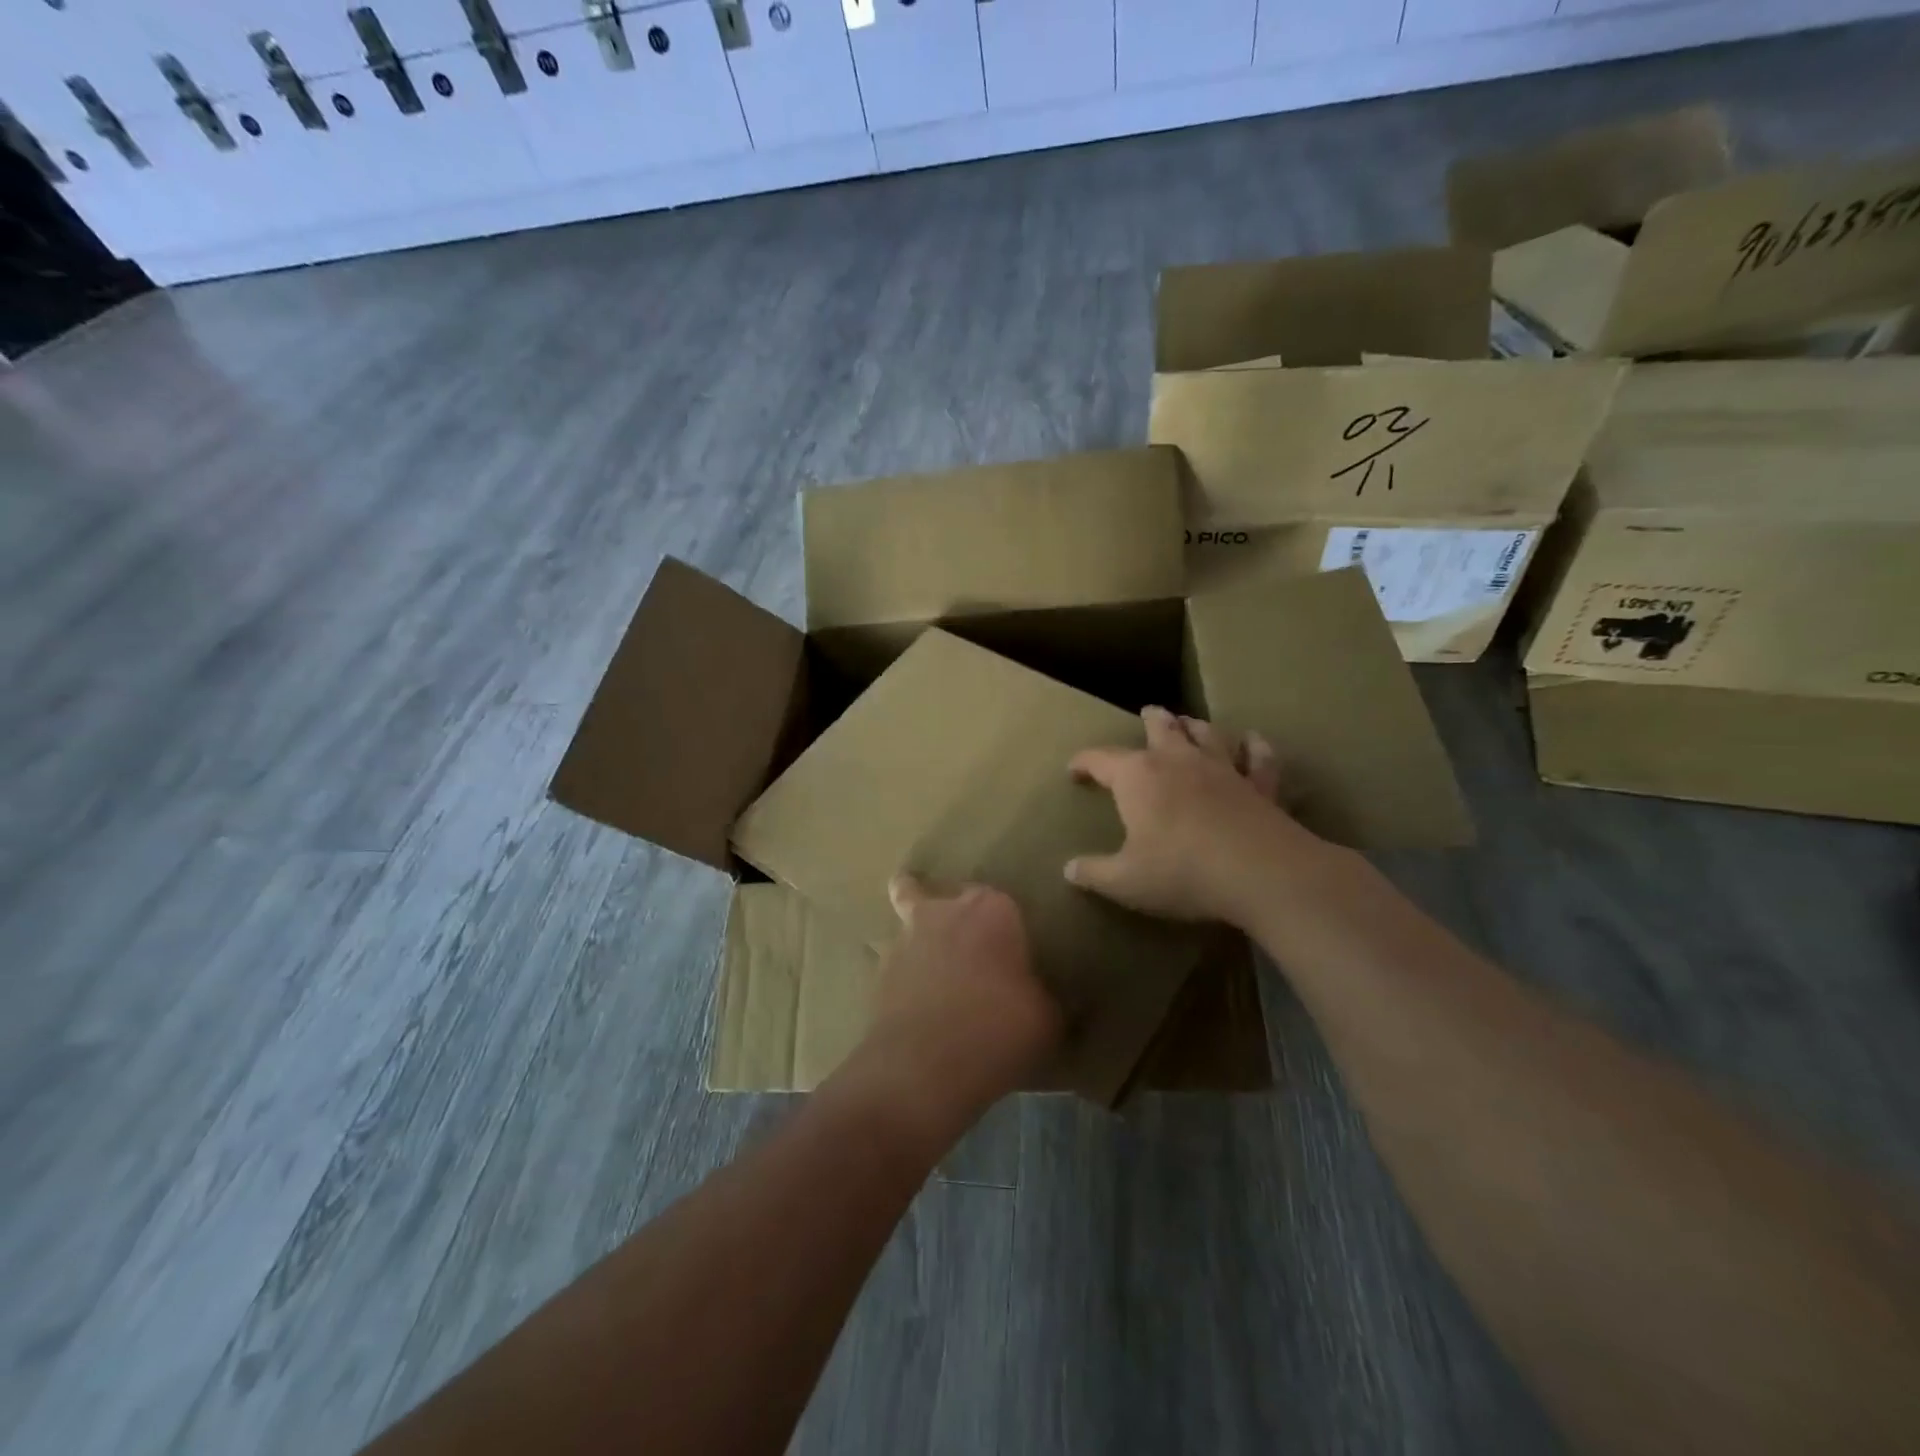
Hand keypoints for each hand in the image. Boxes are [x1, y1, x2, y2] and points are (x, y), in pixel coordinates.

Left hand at [851, 877, 1060, 1136]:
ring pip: (905, 911)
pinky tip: (912, 1000)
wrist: (922, 1069)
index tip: (1015, 952)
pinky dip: (901, 972)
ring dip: (919, 932)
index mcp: (992, 910)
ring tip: (930, 959)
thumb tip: (1050, 998)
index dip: (1008, 927)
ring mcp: (906, 936)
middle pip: (946, 895)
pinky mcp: (879, 969)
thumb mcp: (1047, 1020)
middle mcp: (945, 911)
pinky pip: (893, 960)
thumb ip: (1049, 998)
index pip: (1003, 902)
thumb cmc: (996, 1031)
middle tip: (973, 948)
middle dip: (955, 912)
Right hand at [1065, 706, 1326, 927]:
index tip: (1073, 770)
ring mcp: (1223, 769)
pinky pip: (1258, 759)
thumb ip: (1094, 873)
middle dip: (1152, 719)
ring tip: (1189, 722)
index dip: (1084, 762)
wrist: (1260, 873)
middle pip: (1162, 728)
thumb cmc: (1181, 872)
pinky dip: (1255, 748)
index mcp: (1138, 777)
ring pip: (1207, 734)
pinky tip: (1254, 741)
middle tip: (1148, 712)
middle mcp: (1178, 761)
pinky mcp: (1259, 785)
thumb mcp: (1125, 881)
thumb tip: (1069, 869)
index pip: (1101, 760)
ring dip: (1195, 726)